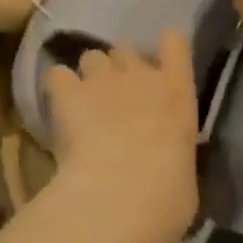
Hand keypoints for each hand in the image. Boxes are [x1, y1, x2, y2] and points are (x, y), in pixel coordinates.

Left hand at [41, 30, 198, 242]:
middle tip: (116, 98)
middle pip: (126, 50)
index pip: (175, 43)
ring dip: (89, 76)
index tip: (160, 63)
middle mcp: (140, 74)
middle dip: (120, 68)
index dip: (166, 48)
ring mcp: (102, 79)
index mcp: (177, 92)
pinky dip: (57, 88)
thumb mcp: (184, 175)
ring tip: (84, 103)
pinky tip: (58, 107)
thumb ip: (173, 152)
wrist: (119, 199)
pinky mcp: (68, 92)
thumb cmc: (165, 198)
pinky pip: (57, 75)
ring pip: (92, 57)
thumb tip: (164, 161)